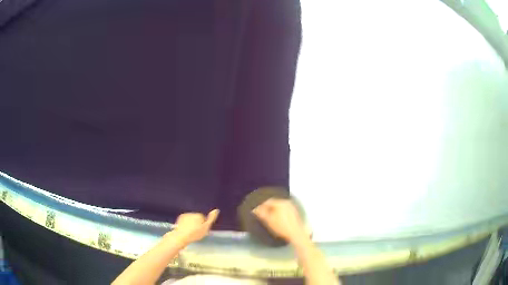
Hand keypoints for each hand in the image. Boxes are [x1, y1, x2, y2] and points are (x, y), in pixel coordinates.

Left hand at [170, 209, 218, 244]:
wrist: (181, 236)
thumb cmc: (195, 233)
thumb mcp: (206, 228)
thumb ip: (211, 219)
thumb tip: (216, 210)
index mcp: (199, 215)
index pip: (204, 218)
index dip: (203, 225)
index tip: (201, 230)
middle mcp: (192, 213)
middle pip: (197, 217)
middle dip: (197, 223)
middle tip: (196, 231)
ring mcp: (185, 215)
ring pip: (191, 218)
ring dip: (191, 223)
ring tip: (191, 231)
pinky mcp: (180, 217)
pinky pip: (185, 219)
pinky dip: (186, 222)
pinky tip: (186, 229)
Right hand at [252, 199, 307, 243]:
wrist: (296, 234)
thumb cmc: (281, 227)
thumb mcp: (268, 220)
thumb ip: (261, 213)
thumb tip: (255, 209)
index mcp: (280, 203)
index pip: (268, 201)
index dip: (261, 205)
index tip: (256, 210)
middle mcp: (287, 202)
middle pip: (274, 202)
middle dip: (267, 207)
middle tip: (261, 213)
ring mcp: (292, 207)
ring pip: (279, 206)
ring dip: (273, 210)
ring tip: (268, 216)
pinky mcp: (295, 213)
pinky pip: (284, 210)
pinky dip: (279, 212)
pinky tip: (277, 218)